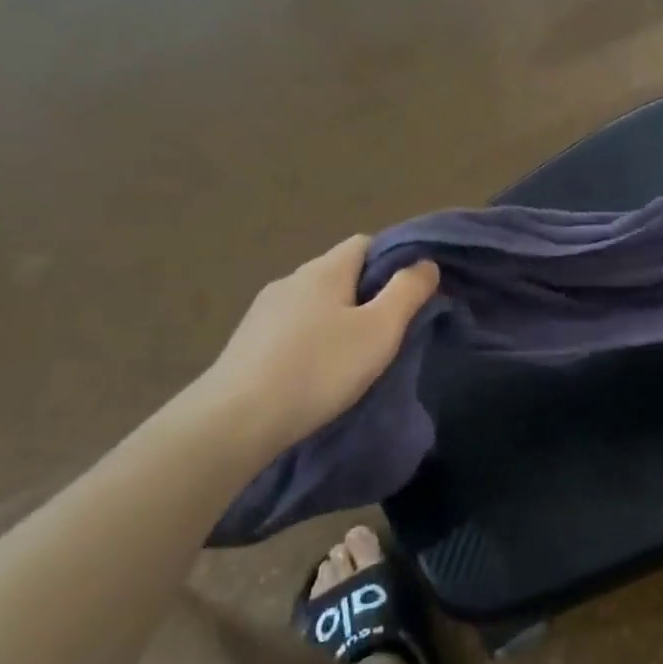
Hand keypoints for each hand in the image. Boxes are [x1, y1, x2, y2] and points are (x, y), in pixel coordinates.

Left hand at [199, 237, 438, 454]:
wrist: (237, 420)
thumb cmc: (320, 369)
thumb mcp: (380, 330)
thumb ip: (408, 291)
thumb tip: (425, 263)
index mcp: (323, 270)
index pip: (365, 243)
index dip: (393, 260)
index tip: (411, 293)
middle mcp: (290, 280)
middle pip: (340, 273)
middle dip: (368, 294)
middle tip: (391, 331)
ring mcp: (263, 311)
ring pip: (315, 303)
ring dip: (339, 320)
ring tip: (356, 356)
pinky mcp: (247, 342)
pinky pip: (293, 328)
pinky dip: (313, 340)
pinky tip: (318, 371)